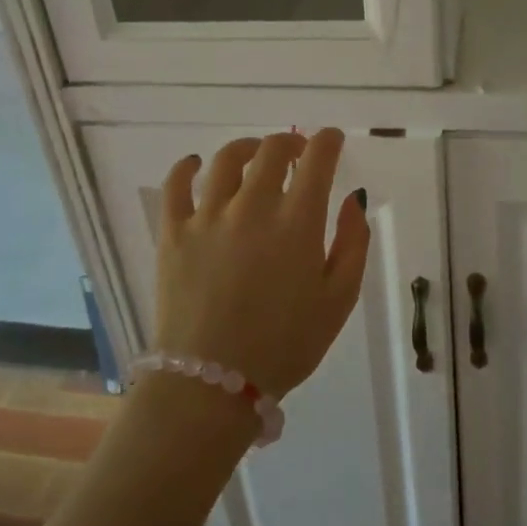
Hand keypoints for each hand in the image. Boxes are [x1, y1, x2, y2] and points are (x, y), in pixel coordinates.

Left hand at [154, 128, 368, 397]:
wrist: (212, 385)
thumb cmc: (285, 345)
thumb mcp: (339, 300)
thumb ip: (352, 244)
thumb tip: (352, 201)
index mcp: (297, 221)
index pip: (317, 159)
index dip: (327, 141)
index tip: (332, 140)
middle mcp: (252, 206)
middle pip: (272, 150)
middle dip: (291, 143)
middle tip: (297, 152)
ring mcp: (208, 216)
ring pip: (226, 160)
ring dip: (247, 148)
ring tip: (254, 154)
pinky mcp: (173, 233)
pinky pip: (176, 185)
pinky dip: (186, 167)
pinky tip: (195, 165)